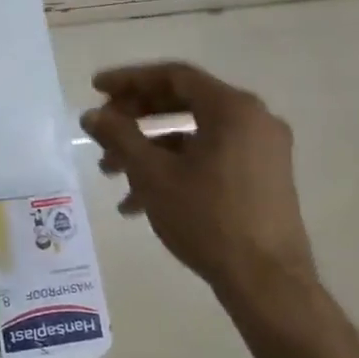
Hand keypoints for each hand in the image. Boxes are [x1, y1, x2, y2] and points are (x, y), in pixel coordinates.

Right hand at [81, 62, 358, 357]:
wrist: (266, 281)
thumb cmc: (206, 217)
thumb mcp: (152, 174)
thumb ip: (119, 136)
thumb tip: (92, 115)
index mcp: (232, 109)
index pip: (174, 76)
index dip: (129, 80)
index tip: (96, 88)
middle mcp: (253, 120)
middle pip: (182, 102)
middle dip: (135, 117)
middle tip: (101, 129)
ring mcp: (261, 150)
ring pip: (191, 134)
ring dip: (147, 148)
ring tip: (110, 173)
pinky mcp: (261, 177)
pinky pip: (208, 156)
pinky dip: (172, 167)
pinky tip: (138, 201)